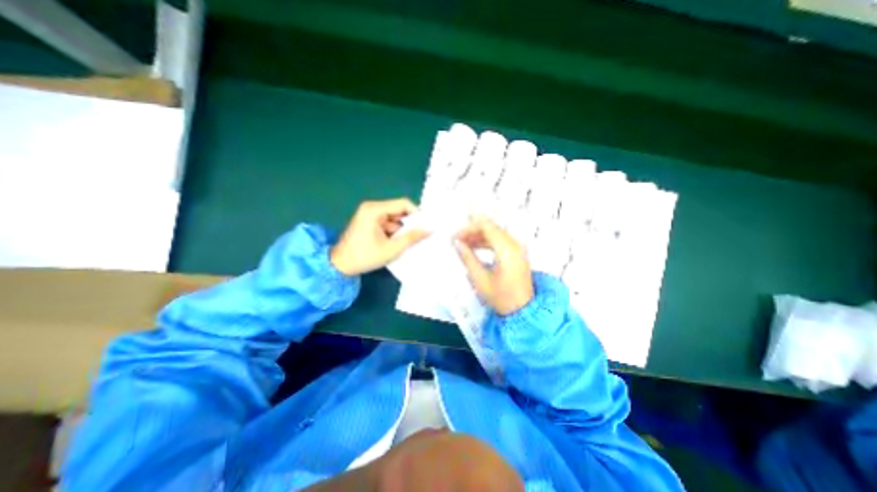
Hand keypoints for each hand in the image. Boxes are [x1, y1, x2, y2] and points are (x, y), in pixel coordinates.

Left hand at [331, 198, 430, 276]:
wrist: (340, 266)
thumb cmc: (365, 257)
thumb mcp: (392, 248)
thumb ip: (412, 237)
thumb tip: (430, 229)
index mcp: (375, 210)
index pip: (403, 204)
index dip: (417, 213)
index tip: (426, 226)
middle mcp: (372, 208)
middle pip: (399, 211)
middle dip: (410, 223)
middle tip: (421, 236)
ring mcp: (369, 215)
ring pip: (394, 218)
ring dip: (402, 230)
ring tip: (410, 242)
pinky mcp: (369, 222)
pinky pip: (387, 223)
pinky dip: (394, 232)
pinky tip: (399, 243)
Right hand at [460, 214, 533, 315]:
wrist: (522, 311)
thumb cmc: (501, 297)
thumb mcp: (480, 279)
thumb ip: (468, 257)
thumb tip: (457, 243)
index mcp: (507, 249)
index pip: (486, 226)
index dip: (468, 228)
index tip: (455, 236)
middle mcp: (515, 244)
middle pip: (491, 227)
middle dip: (472, 230)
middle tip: (457, 240)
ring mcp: (518, 248)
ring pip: (495, 232)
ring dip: (479, 235)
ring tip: (463, 244)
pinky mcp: (517, 253)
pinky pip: (500, 240)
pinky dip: (487, 241)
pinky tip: (475, 248)